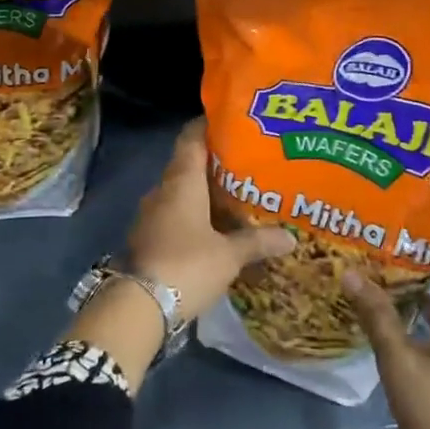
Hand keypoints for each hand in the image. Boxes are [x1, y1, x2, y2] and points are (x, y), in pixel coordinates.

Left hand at [127, 118, 294, 322]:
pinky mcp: (147, 237)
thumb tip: (291, 238)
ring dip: (203, 192)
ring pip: (180, 192)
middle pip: (187, 164)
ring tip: (235, 196)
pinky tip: (214, 228)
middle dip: (214, 163)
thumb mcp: (229, 255)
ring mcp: (150, 214)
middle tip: (245, 164)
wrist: (139, 306)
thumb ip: (257, 242)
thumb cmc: (187, 266)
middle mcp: (162, 190)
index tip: (230, 122)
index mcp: (181, 181)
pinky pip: (174, 215)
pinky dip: (193, 215)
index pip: (191, 138)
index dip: (207, 126)